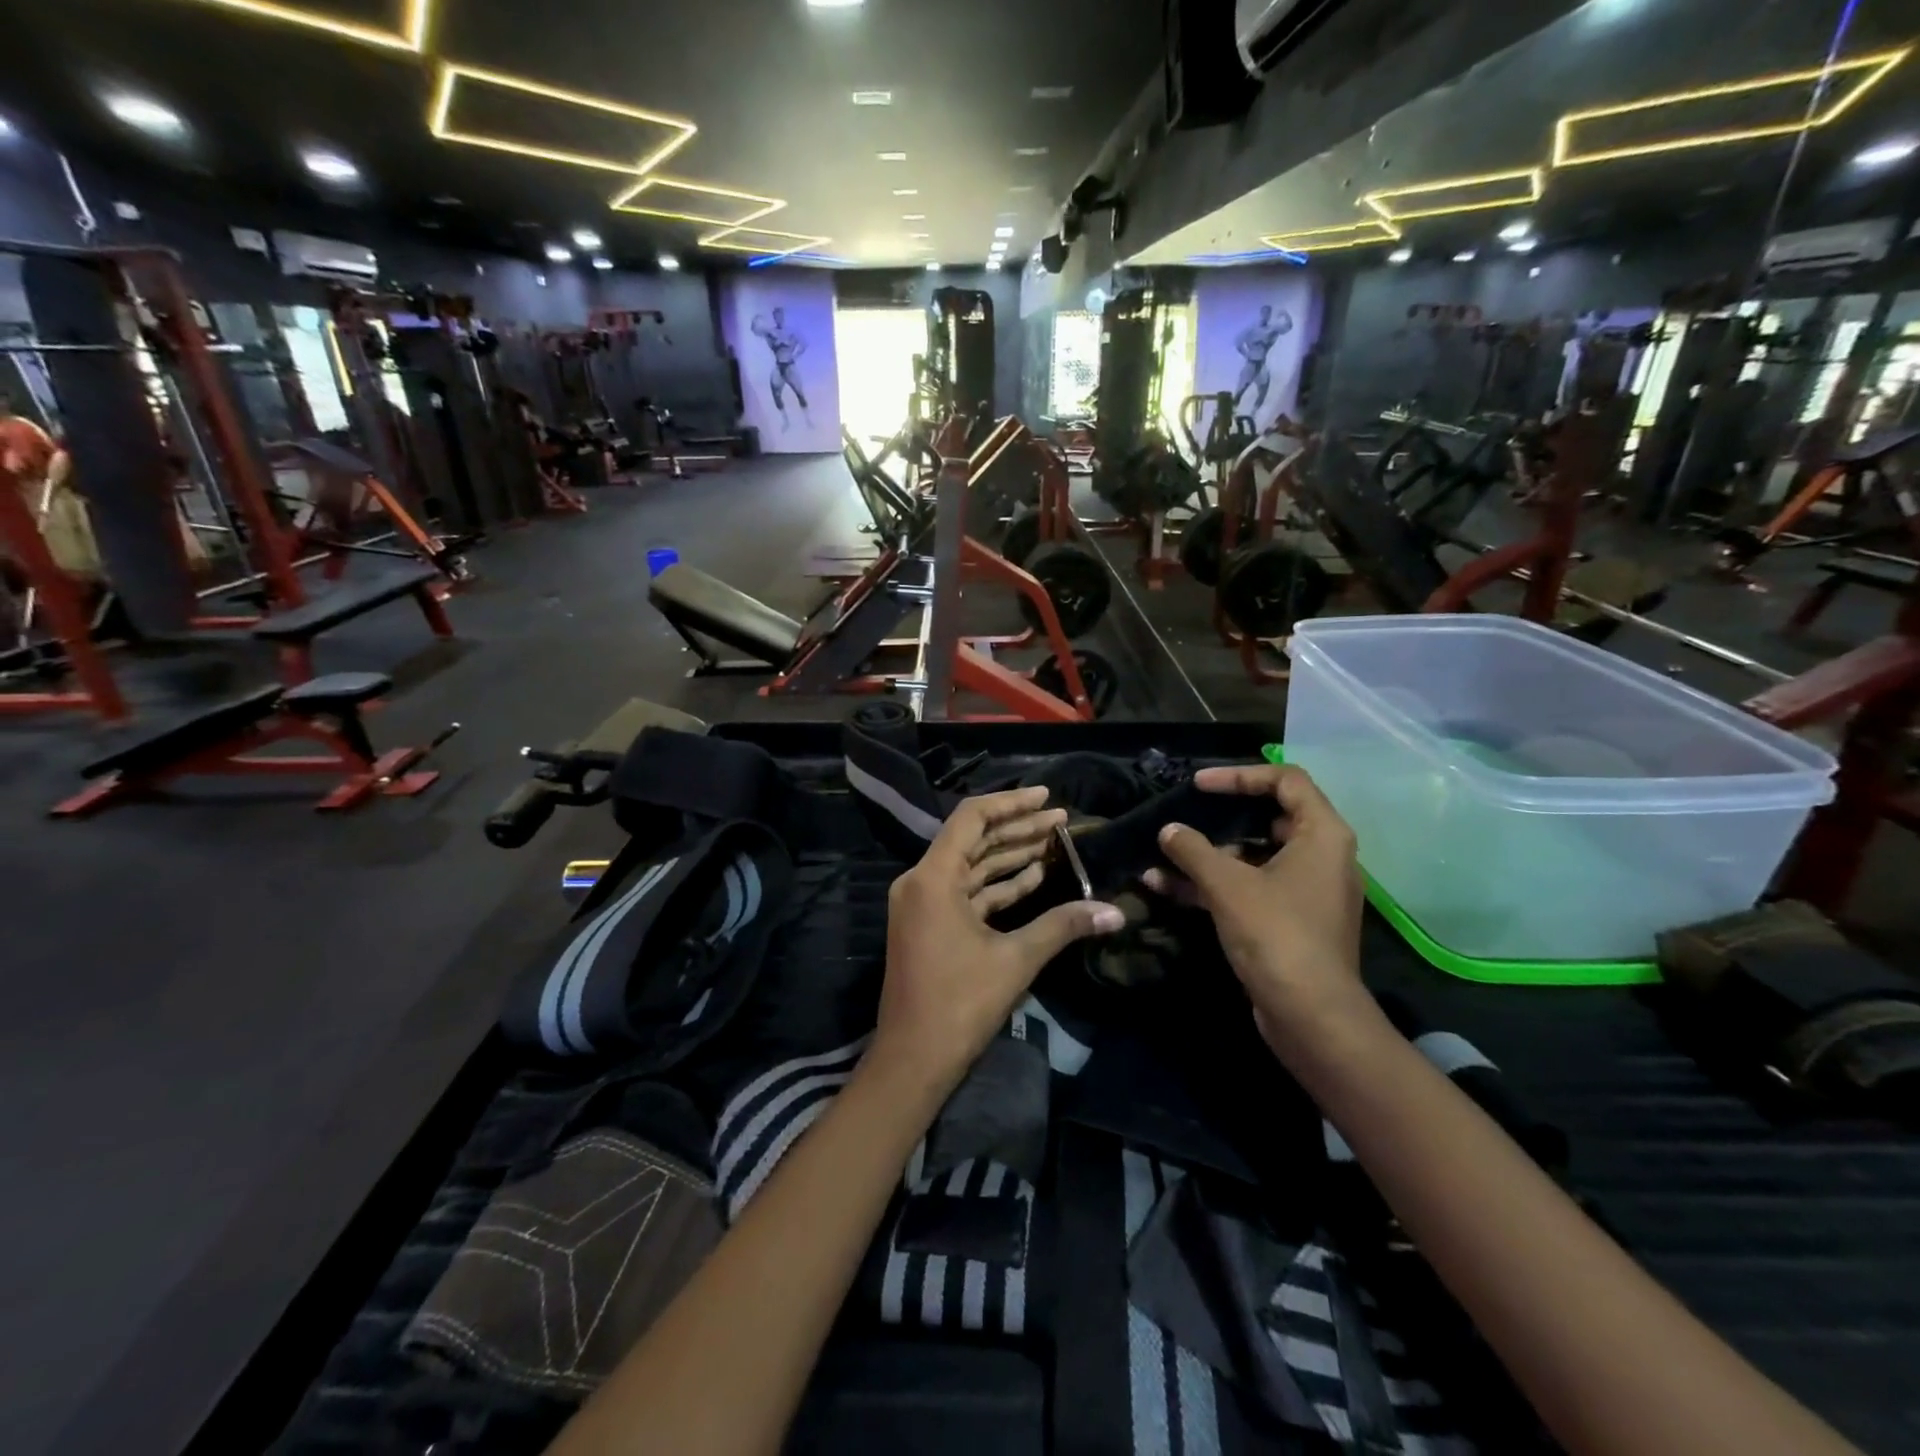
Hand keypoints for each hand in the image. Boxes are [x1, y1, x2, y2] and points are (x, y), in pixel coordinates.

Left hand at [873, 787, 1123, 1097]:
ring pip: (972, 866)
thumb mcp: (1015, 960)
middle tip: (1062, 820)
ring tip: (1055, 842)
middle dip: (1019, 828)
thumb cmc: (959, 1004)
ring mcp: (923, 903)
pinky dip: (998, 885)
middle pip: (974, 839)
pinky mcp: (930, 924)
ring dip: (1011, 855)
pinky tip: (1035, 878)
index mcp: (933, 877)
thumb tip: (1115, 911)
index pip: (972, 818)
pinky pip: (967, 892)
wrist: (913, 1058)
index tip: (1048, 797)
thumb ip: (1062, 926)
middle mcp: (922, 881)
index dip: (1012, 803)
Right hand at [1149, 765, 1369, 1057]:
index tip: (1199, 786)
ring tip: (1162, 852)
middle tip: (1185, 813)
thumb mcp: (1228, 885)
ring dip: (1208, 854)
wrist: (1311, 1017)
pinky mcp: (1289, 920)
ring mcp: (1305, 891)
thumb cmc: (1276, 935)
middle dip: (1221, 816)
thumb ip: (1194, 849)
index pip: (1286, 780)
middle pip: (1269, 817)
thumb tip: (1168, 830)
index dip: (1240, 775)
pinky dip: (1213, 884)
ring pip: (1253, 856)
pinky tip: (1165, 886)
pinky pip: (1249, 887)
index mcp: (1322, 835)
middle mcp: (1321, 856)